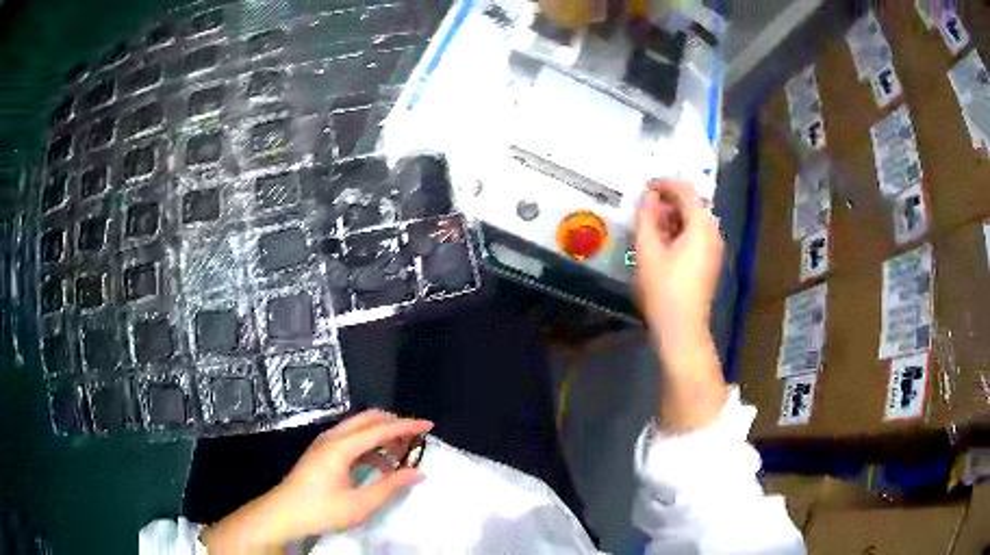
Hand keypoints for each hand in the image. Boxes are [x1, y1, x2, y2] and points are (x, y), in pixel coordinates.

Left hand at [204, 411, 432, 552]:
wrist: (283, 513)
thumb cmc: (321, 510)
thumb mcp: (360, 504)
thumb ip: (390, 486)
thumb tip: (418, 472)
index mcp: (341, 447)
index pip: (379, 428)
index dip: (406, 426)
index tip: (429, 426)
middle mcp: (332, 437)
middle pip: (368, 419)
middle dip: (394, 424)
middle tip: (417, 438)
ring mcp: (325, 443)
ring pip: (359, 427)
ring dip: (382, 435)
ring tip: (403, 454)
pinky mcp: (322, 452)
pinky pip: (351, 439)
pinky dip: (370, 445)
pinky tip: (381, 465)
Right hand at [635, 180, 723, 344]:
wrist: (682, 328)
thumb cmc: (663, 288)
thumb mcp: (648, 250)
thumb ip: (647, 217)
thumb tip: (649, 196)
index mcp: (702, 225)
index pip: (686, 190)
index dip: (665, 183)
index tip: (645, 186)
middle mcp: (713, 232)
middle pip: (693, 205)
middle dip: (669, 200)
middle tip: (645, 207)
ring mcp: (714, 249)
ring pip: (695, 221)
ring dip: (673, 216)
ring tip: (650, 224)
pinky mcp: (710, 262)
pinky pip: (697, 235)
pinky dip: (680, 230)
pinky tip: (663, 242)